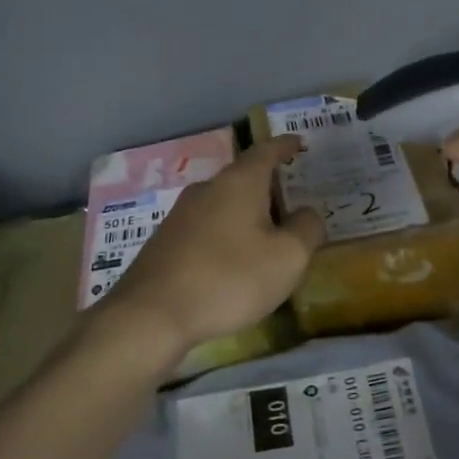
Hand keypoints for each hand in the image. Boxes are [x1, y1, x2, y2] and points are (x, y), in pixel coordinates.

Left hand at [102, 137, 324, 370]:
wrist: (151, 314)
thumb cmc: (229, 278)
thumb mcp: (287, 258)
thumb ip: (307, 229)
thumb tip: (307, 213)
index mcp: (239, 182)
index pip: (266, 151)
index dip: (285, 146)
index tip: (299, 144)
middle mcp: (207, 189)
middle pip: (244, 178)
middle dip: (269, 188)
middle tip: (293, 204)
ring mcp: (181, 215)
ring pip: (224, 204)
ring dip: (247, 215)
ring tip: (267, 238)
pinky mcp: (165, 241)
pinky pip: (207, 228)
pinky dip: (227, 235)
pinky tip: (234, 263)